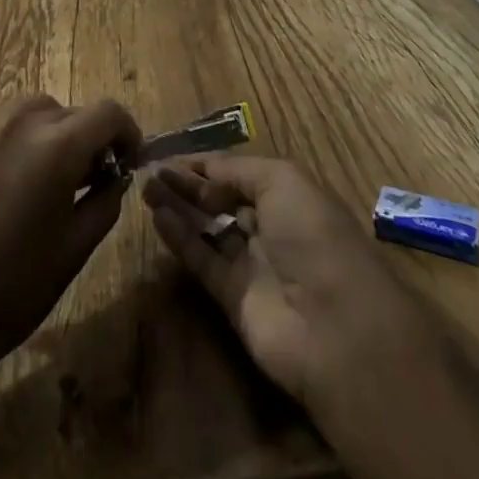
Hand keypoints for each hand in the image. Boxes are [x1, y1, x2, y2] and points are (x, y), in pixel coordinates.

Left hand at [0, 94, 140, 435]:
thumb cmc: (15, 287)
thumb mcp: (76, 247)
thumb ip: (105, 199)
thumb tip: (114, 174)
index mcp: (56, 147)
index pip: (108, 112)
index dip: (127, 132)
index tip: (128, 161)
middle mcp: (22, 122)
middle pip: (73, 111)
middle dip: (90, 138)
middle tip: (91, 179)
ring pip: (38, 110)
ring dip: (55, 133)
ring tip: (51, 177)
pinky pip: (5, 124)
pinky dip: (22, 139)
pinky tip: (13, 183)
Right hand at [143, 155, 441, 411]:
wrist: (333, 325)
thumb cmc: (312, 234)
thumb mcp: (281, 180)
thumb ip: (237, 170)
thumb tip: (204, 169)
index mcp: (289, 196)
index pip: (240, 174)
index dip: (208, 163)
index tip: (173, 154)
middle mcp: (270, 227)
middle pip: (221, 199)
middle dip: (188, 183)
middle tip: (151, 169)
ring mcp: (251, 264)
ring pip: (207, 228)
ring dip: (178, 206)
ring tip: (145, 187)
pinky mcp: (232, 299)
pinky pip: (202, 260)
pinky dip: (179, 238)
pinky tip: (156, 216)